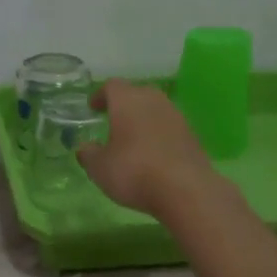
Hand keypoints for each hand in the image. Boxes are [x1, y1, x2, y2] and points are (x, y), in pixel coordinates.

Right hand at [76, 79, 225, 217]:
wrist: (185, 189)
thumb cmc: (134, 171)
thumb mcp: (100, 168)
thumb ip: (89, 154)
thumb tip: (85, 148)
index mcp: (127, 101)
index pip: (112, 87)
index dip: (101, 95)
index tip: (93, 107)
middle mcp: (154, 101)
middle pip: (136, 93)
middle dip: (123, 104)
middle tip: (112, 119)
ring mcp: (176, 117)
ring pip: (155, 110)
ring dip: (142, 119)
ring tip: (131, 138)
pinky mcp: (192, 136)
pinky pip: (169, 128)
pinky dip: (158, 135)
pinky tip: (152, 153)